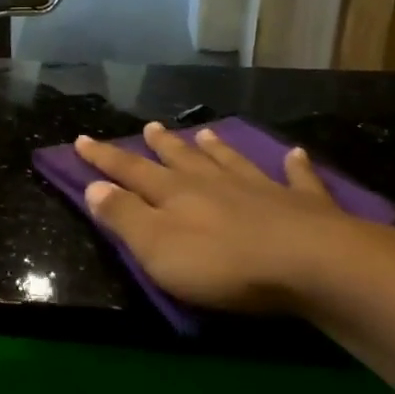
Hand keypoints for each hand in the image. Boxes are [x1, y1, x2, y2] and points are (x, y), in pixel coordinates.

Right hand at [79, 122, 394, 393]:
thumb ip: (124, 217)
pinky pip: (297, 178)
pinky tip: (296, 153)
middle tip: (148, 128)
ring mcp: (261, 189)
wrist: (312, 264)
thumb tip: (94, 186)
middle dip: (160, 146)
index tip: (82, 139)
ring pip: (230, 161)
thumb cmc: (223, 264)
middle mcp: (214, 183)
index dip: (104, 157)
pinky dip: (295, 165)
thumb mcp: (157, 247)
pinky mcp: (304, 205)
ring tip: (204, 133)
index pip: (130, 171)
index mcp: (174, 194)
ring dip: (215, 148)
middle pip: (181, 159)